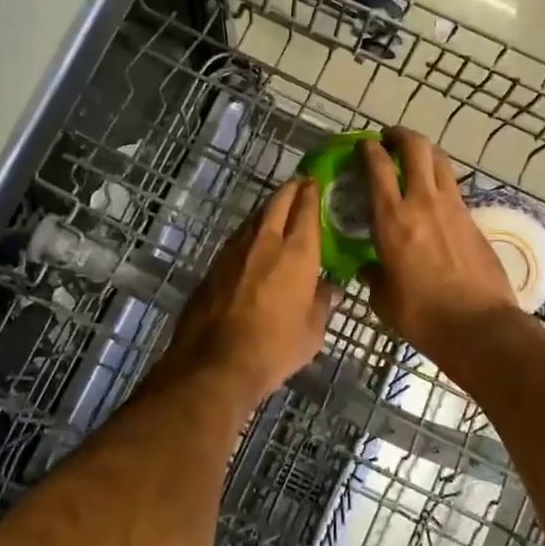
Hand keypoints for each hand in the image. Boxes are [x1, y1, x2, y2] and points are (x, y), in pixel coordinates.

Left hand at [162, 178, 340, 403]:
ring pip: (255, 216)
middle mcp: (265, 241)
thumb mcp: (312, 332)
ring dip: (269, 209)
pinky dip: (251, 232)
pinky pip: (238, 237)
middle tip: (301, 186)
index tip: (318, 182)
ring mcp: (235, 249)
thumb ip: (322, 303)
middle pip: (278, 201)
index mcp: (296, 252)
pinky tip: (255, 243)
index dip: (313, 191)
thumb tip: (330, 289)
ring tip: (280, 211)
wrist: (215, 362)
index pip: (307, 208)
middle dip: (291, 189)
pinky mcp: (214, 263)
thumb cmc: (274, 348)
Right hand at [359, 129, 517, 358]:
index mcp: (392, 219)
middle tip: (390, 139)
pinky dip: (441, 180)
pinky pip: (454, 187)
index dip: (369, 149)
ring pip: (440, 161)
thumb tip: (370, 268)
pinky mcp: (474, 220)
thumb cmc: (422, 315)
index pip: (377, 168)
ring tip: (414, 158)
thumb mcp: (384, 299)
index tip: (363, 145)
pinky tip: (434, 196)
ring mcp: (453, 208)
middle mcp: (423, 202)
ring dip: (425, 152)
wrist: (479, 326)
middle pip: (416, 148)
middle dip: (401, 136)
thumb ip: (374, 276)